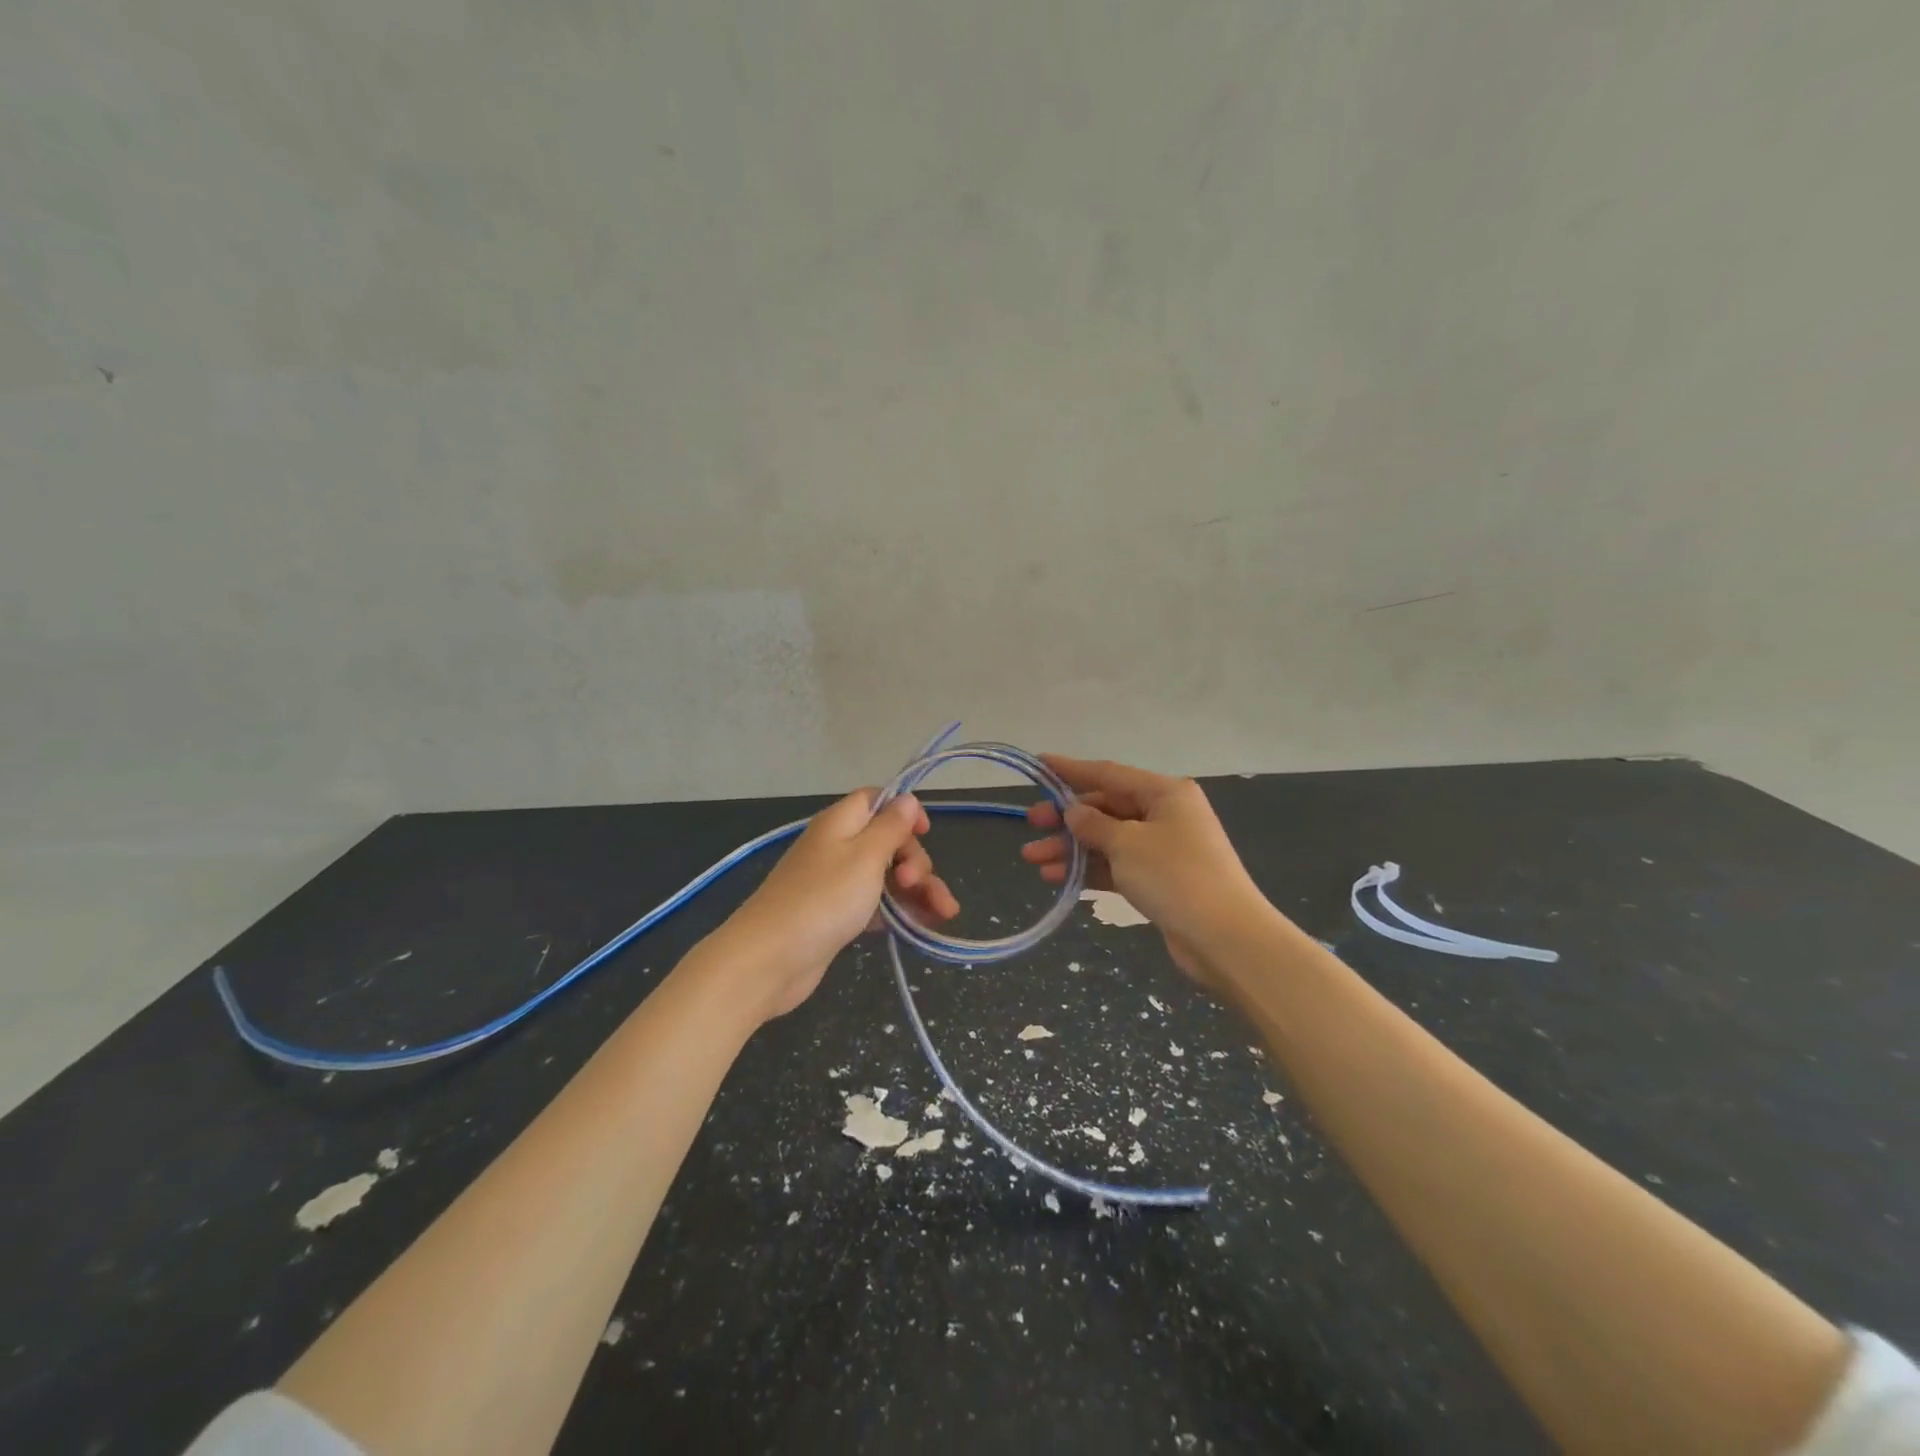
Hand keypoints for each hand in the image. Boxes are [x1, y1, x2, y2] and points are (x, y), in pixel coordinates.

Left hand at [715, 789, 958, 1022]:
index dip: (904, 811)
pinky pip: (876, 904)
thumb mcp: (865, 857)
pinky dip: (899, 912)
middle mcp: (838, 847)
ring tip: (944, 914)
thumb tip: (907, 798)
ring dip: (917, 890)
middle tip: (917, 884)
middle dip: (916, 860)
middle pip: (888, 842)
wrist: (770, 959)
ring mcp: (836, 883)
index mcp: (841, 823)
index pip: (877, 800)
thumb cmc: (823, 899)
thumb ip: (890, 827)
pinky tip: (922, 927)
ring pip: (887, 876)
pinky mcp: (836, 915)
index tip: (925, 833)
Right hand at [1021, 756, 1268, 991]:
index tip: (1039, 764)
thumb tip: (1073, 812)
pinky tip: (1057, 878)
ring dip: (1071, 848)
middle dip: (1066, 818)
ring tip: (1032, 859)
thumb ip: (1093, 824)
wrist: (1225, 938)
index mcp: (1164, 793)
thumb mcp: (1127, 844)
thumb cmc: (1175, 876)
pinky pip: (1117, 866)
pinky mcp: (1160, 880)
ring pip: (1108, 840)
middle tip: (1031, 824)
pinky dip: (1089, 870)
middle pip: (1106, 808)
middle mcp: (1166, 814)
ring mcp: (1164, 849)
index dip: (1070, 770)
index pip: (1108, 774)